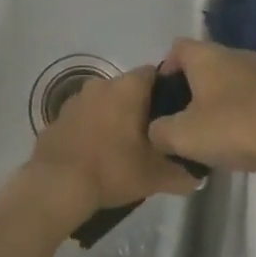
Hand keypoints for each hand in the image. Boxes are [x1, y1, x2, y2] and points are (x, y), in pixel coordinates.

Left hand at [26, 65, 202, 216]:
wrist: (58, 183)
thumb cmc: (113, 168)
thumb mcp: (156, 176)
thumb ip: (182, 172)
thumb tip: (197, 174)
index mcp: (127, 88)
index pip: (154, 74)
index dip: (167, 91)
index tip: (174, 114)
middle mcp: (102, 83)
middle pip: (129, 88)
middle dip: (141, 107)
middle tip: (153, 134)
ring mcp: (77, 98)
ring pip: (106, 101)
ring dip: (116, 117)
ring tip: (125, 147)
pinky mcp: (60, 115)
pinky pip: (86, 115)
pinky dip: (94, 127)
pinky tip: (98, 152)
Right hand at [147, 38, 255, 174]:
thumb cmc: (233, 128)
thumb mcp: (182, 136)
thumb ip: (158, 131)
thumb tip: (156, 130)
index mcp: (205, 55)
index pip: (176, 48)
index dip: (165, 71)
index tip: (163, 100)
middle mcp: (232, 54)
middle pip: (202, 64)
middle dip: (191, 89)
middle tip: (183, 120)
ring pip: (227, 80)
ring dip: (217, 101)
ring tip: (212, 133)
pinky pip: (249, 96)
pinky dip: (240, 111)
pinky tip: (240, 139)